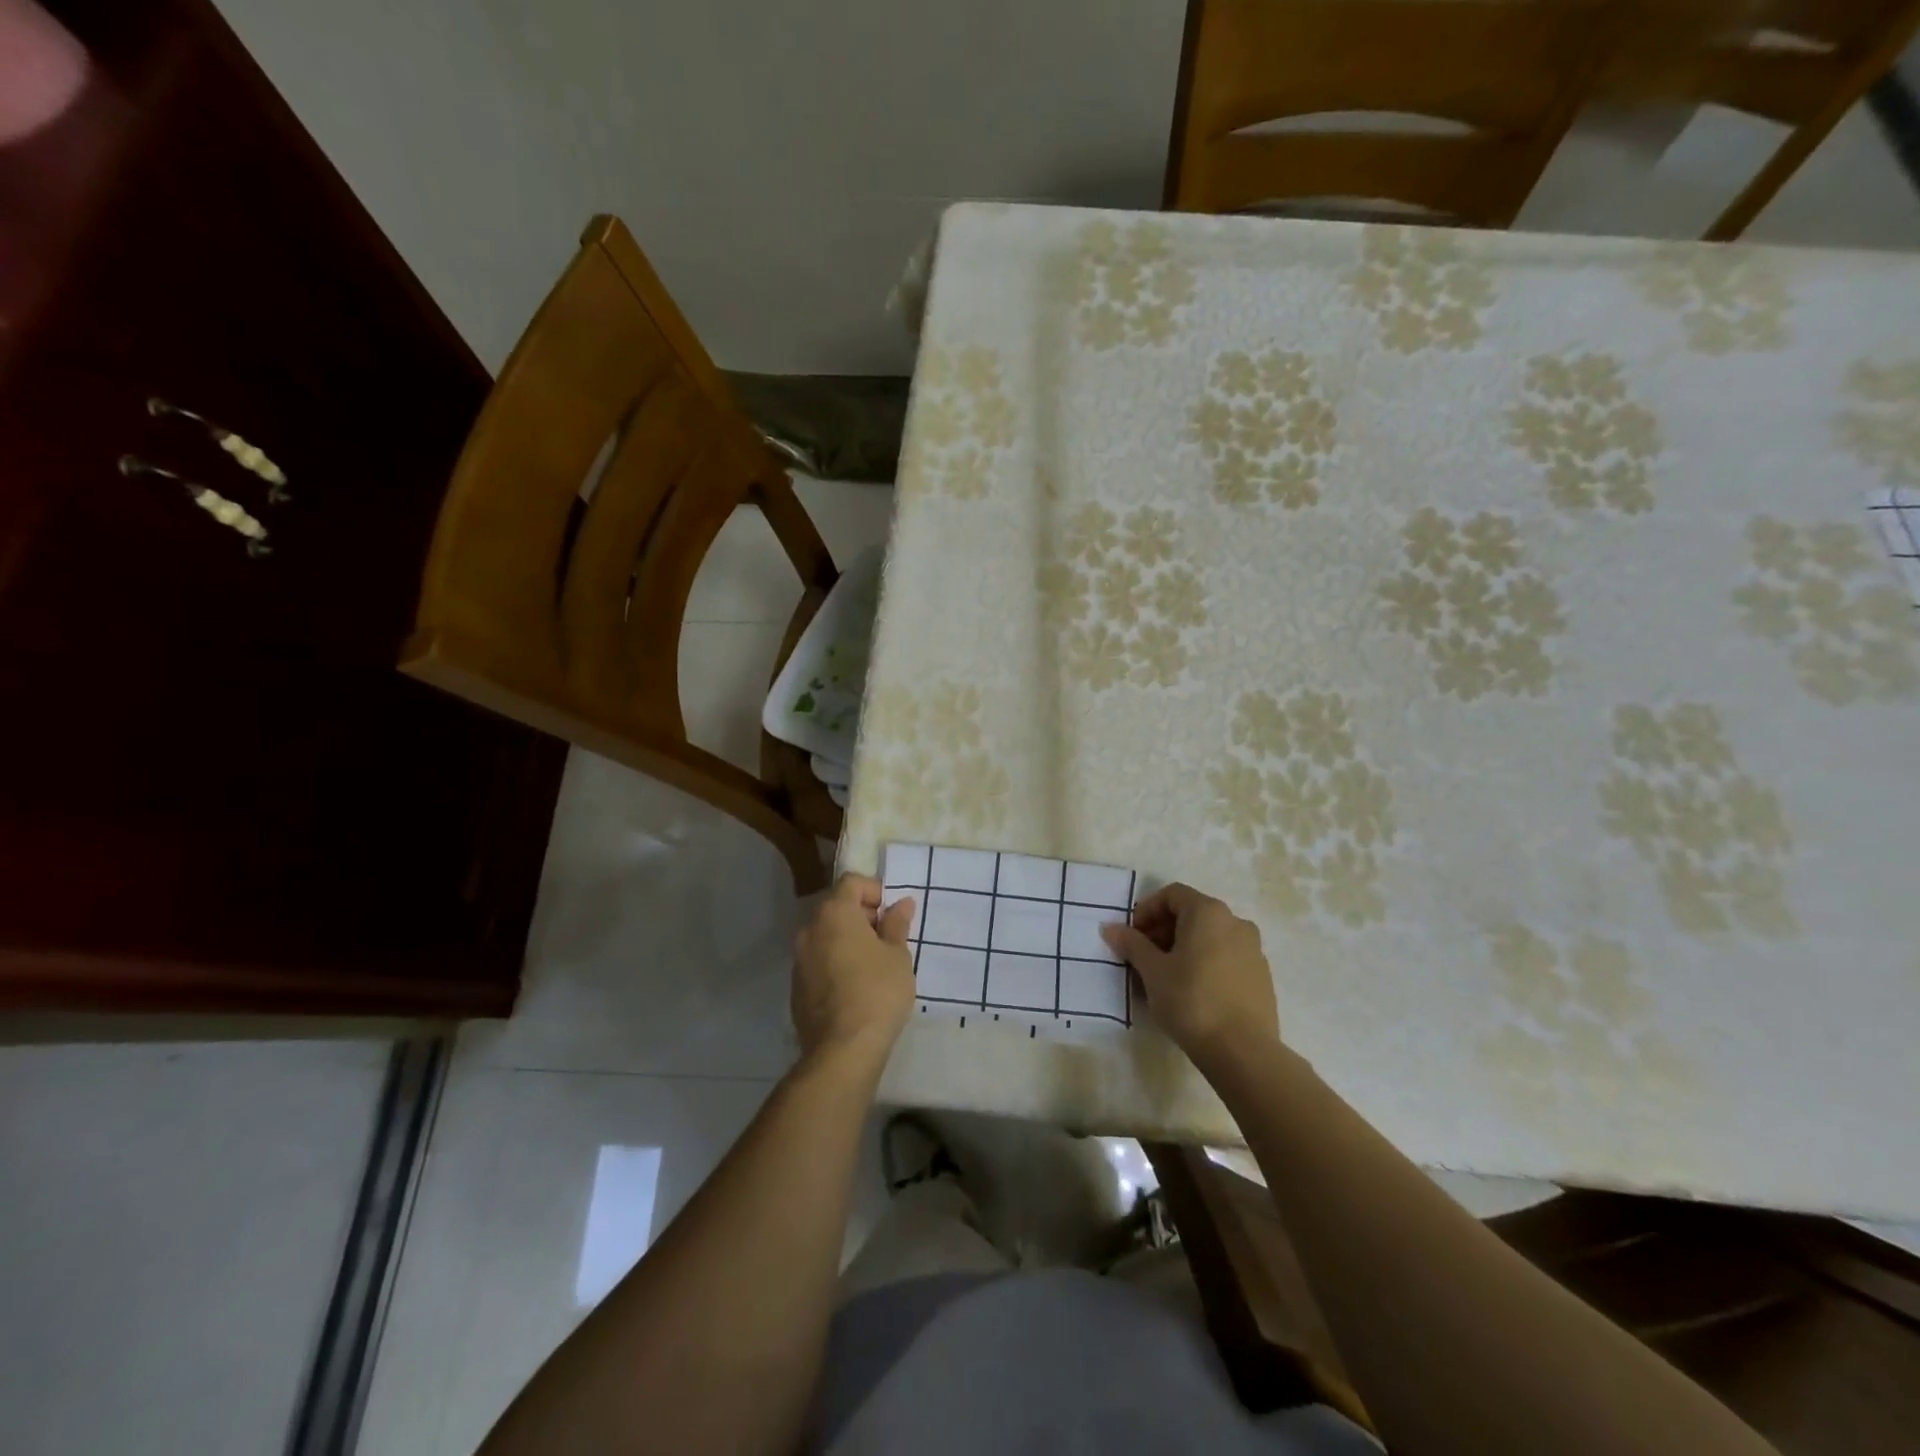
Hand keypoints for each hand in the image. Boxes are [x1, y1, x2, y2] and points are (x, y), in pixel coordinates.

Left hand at [792, 874, 916, 1064]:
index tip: (893, 915)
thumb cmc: (878, 991)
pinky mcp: (796, 987)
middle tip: (889, 940)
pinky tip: (856, 987)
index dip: (875, 891)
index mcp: (834, 913)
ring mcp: (799, 959)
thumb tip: (901, 904)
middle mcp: (810, 929)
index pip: (852, 882)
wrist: (843, 1049)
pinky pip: (819, 962)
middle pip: (837, 908)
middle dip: (863, 916)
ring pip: (827, 936)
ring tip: (875, 965)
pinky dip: (836, 963)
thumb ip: (897, 924)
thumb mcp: (897, 955)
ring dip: (849, 940)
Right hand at [1101, 883, 1278, 1067]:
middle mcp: (1235, 922)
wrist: (1242, 1051)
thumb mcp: (1152, 971)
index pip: (1172, 894)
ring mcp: (1253, 949)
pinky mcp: (1261, 976)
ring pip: (1210, 937)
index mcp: (1208, 912)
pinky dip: (1205, 963)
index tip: (1132, 936)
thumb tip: (1110, 928)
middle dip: (1163, 930)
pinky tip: (1192, 992)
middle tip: (1143, 957)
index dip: (1147, 910)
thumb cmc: (1191, 1000)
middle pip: (1192, 914)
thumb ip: (1132, 944)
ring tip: (1165, 977)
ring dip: (1183, 948)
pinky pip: (1226, 957)